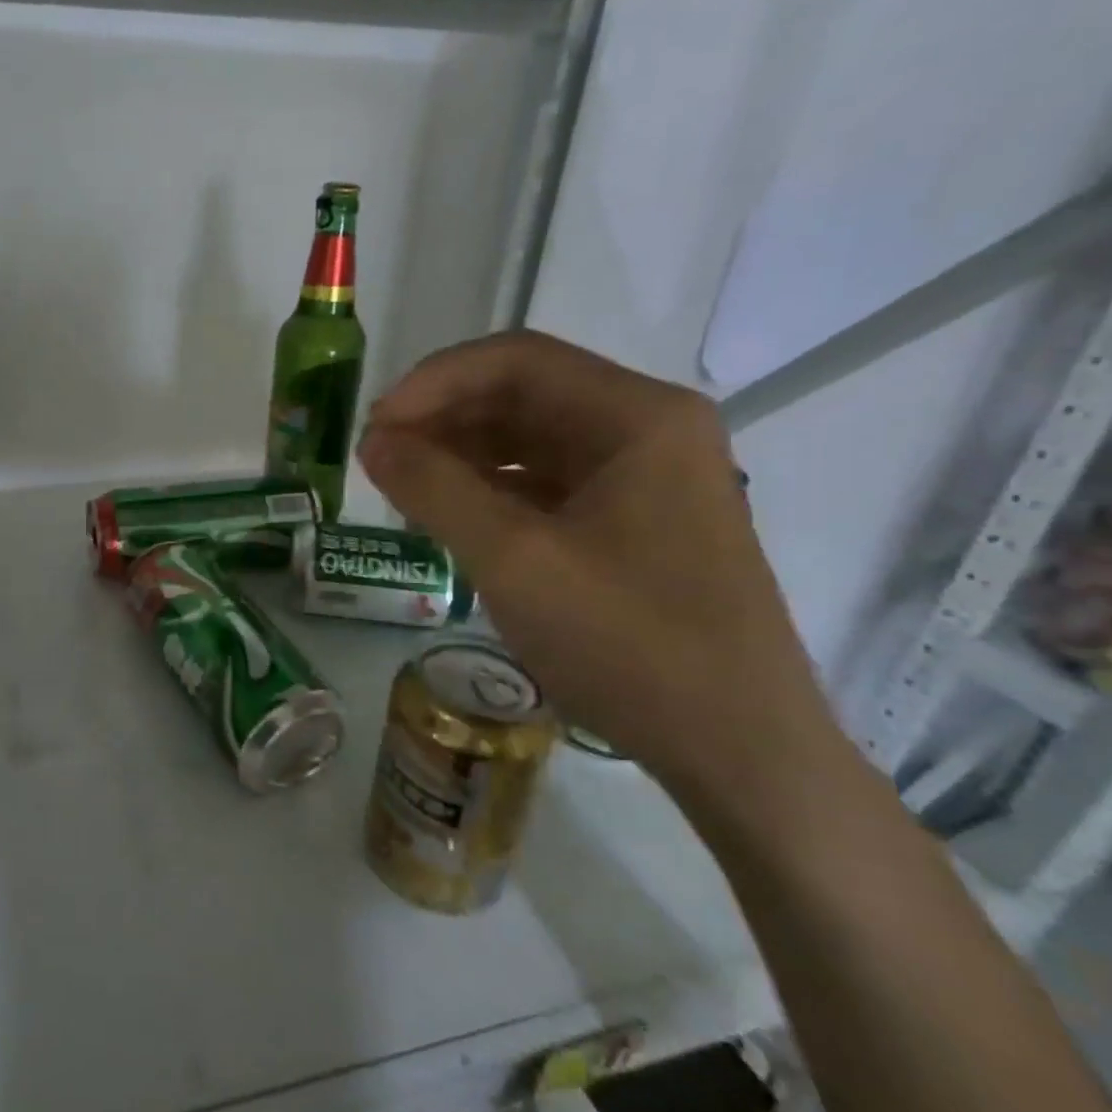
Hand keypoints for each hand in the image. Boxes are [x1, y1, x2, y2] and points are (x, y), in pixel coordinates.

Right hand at [358, 331, 832, 799]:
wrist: (738, 750)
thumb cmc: (630, 643)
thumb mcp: (515, 560)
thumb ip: (436, 489)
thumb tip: (373, 441)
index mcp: (637, 417)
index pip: (515, 361)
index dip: (433, 384)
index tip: (375, 425)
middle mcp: (646, 430)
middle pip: (524, 394)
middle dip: (443, 418)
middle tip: (379, 458)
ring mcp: (644, 477)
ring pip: (531, 438)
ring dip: (462, 452)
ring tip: (402, 485)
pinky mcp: (632, 520)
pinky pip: (546, 482)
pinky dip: (491, 488)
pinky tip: (449, 513)